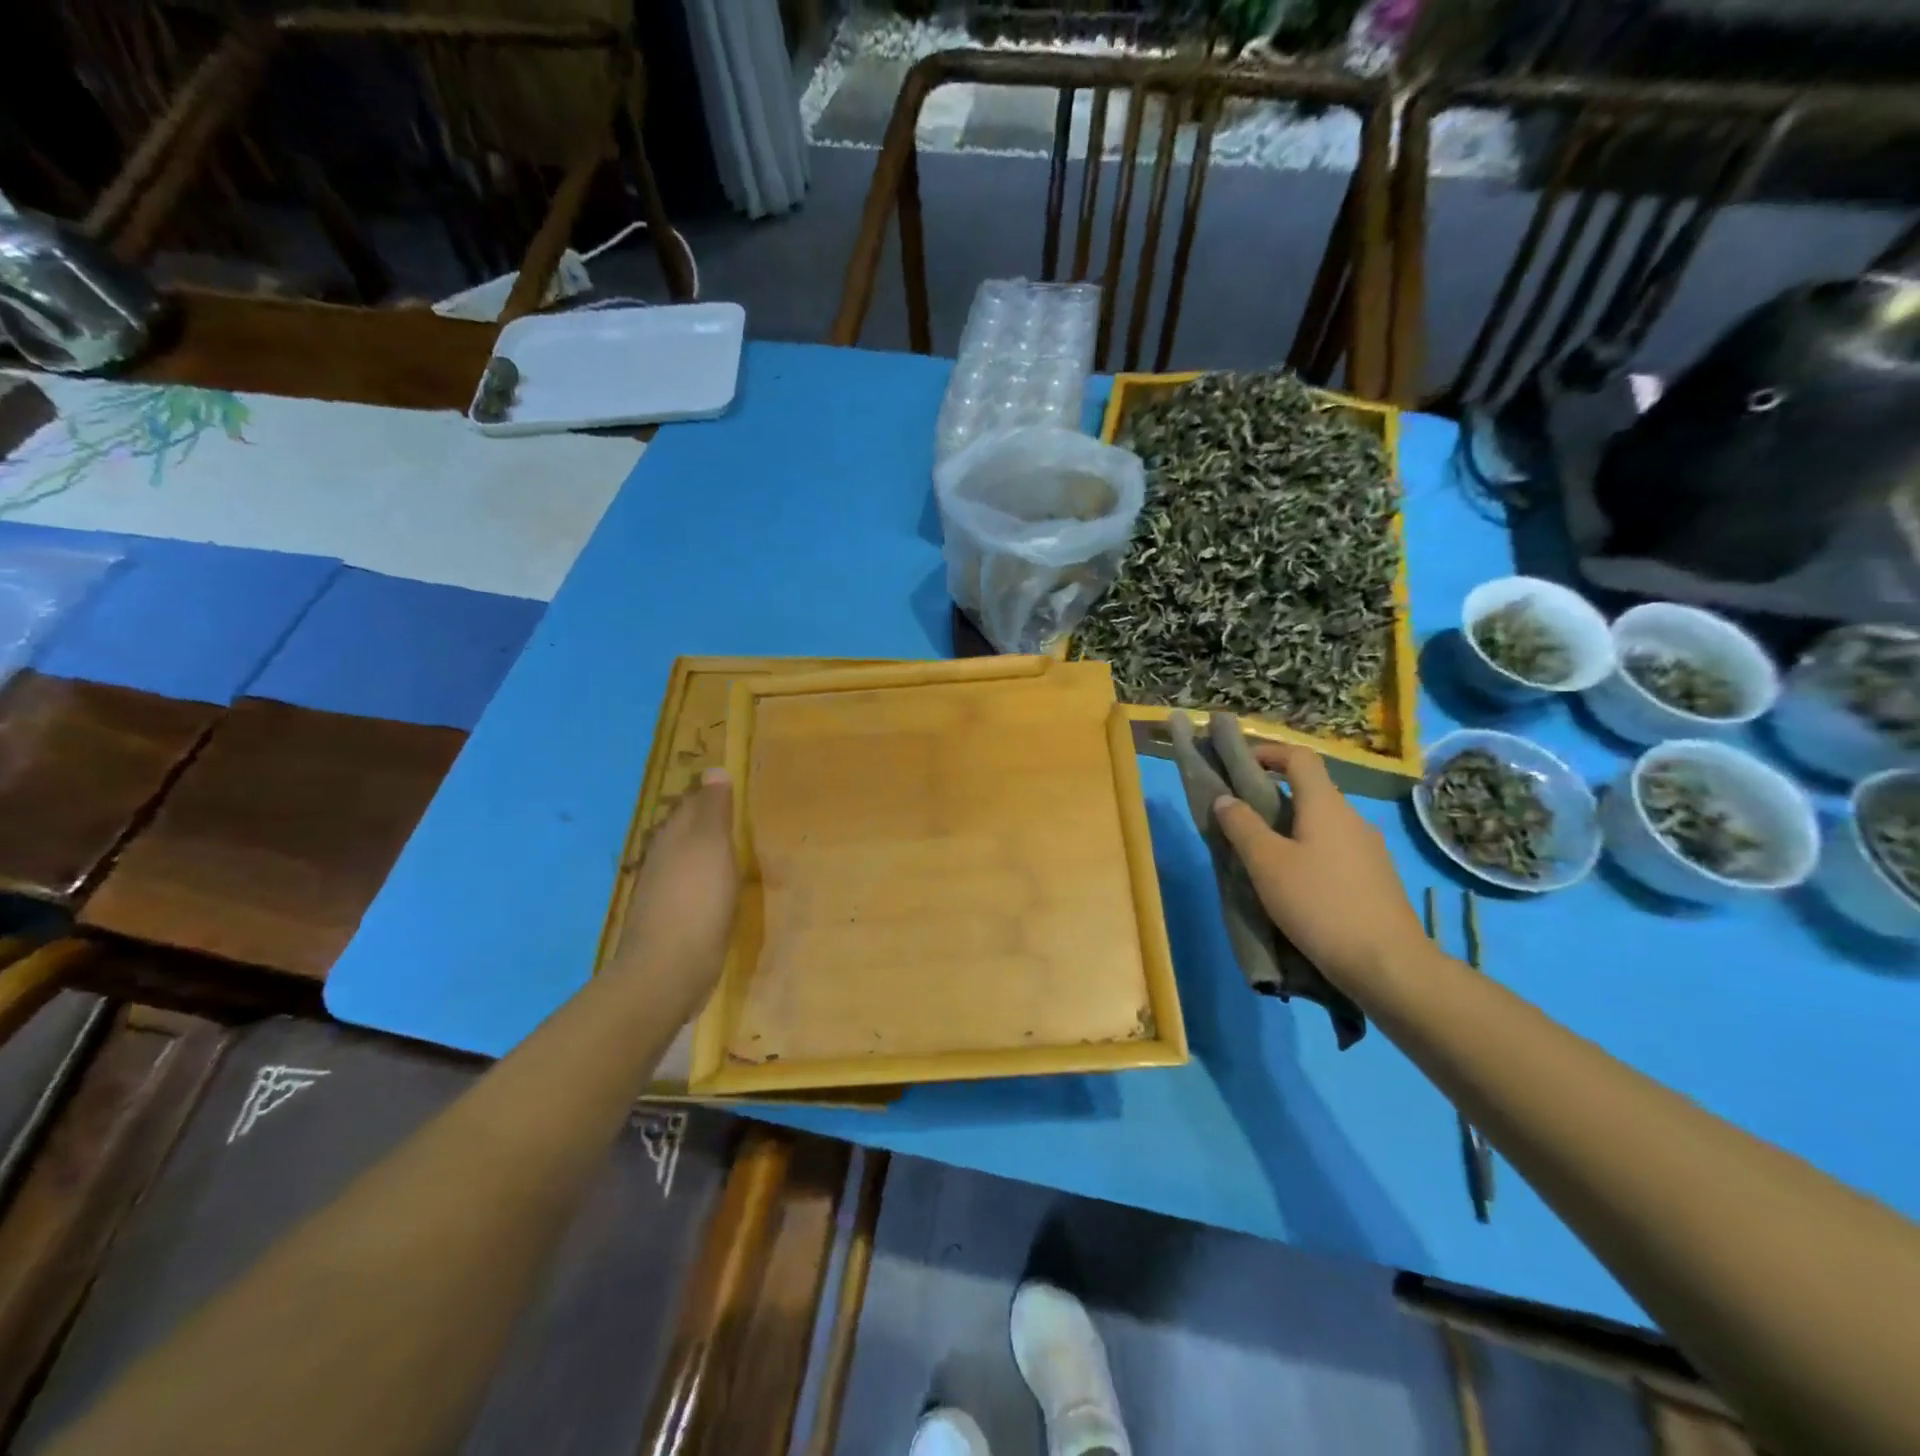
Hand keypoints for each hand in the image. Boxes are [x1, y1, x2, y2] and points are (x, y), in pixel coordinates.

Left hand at [608, 770, 738, 1014]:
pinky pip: (688, 885)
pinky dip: (702, 878)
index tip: (729, 784)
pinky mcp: (669, 918)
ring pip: (683, 857)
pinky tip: (716, 886)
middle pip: (682, 829)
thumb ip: (713, 810)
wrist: (668, 969)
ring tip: (728, 845)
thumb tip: (713, 770)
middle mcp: (662, 858)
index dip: (708, 792)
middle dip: (702, 818)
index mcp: (672, 836)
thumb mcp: (711, 846)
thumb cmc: (696, 901)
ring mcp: (662, 890)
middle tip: (733, 811)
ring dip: (702, 849)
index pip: (689, 803)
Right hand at [1210, 743, 1427, 991]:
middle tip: (1242, 819)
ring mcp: (1370, 849)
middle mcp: (1352, 818)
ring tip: (1263, 857)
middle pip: (1311, 791)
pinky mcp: (1377, 878)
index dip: (1269, 752)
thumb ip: (1242, 826)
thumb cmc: (1319, 904)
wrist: (1387, 964)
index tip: (1240, 764)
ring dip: (1291, 828)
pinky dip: (1310, 852)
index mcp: (1326, 805)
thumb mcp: (1267, 864)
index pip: (1300, 757)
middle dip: (1274, 796)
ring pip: (1323, 824)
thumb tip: (1225, 798)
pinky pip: (1336, 850)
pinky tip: (1297, 886)